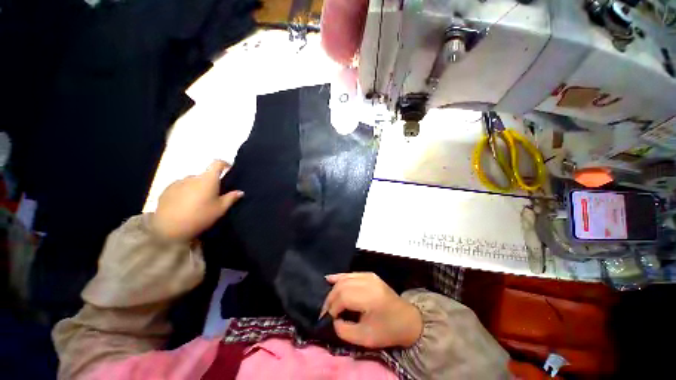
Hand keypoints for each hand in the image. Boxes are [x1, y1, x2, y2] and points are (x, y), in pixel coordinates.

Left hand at [152, 160, 243, 240]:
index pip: (217, 163)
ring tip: (198, 201)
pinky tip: (185, 205)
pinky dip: (185, 192)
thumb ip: (231, 198)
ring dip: (197, 187)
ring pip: (192, 181)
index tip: (229, 168)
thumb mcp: (220, 209)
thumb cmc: (200, 216)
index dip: (224, 164)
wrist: (169, 228)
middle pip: (204, 175)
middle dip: (210, 182)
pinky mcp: (166, 190)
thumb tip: (240, 192)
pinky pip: (180, 187)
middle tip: (213, 195)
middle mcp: (192, 177)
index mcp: (208, 179)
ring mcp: (177, 183)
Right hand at [321, 272, 422, 348]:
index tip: (326, 319)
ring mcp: (369, 276)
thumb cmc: (387, 331)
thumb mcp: (365, 338)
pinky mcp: (369, 274)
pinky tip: (329, 279)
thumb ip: (344, 331)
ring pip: (344, 278)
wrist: (407, 320)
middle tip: (325, 312)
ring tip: (328, 302)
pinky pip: (350, 274)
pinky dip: (339, 277)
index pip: (343, 297)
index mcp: (369, 297)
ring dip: (333, 289)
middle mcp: (368, 282)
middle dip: (330, 299)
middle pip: (341, 286)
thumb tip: (333, 320)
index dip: (331, 308)